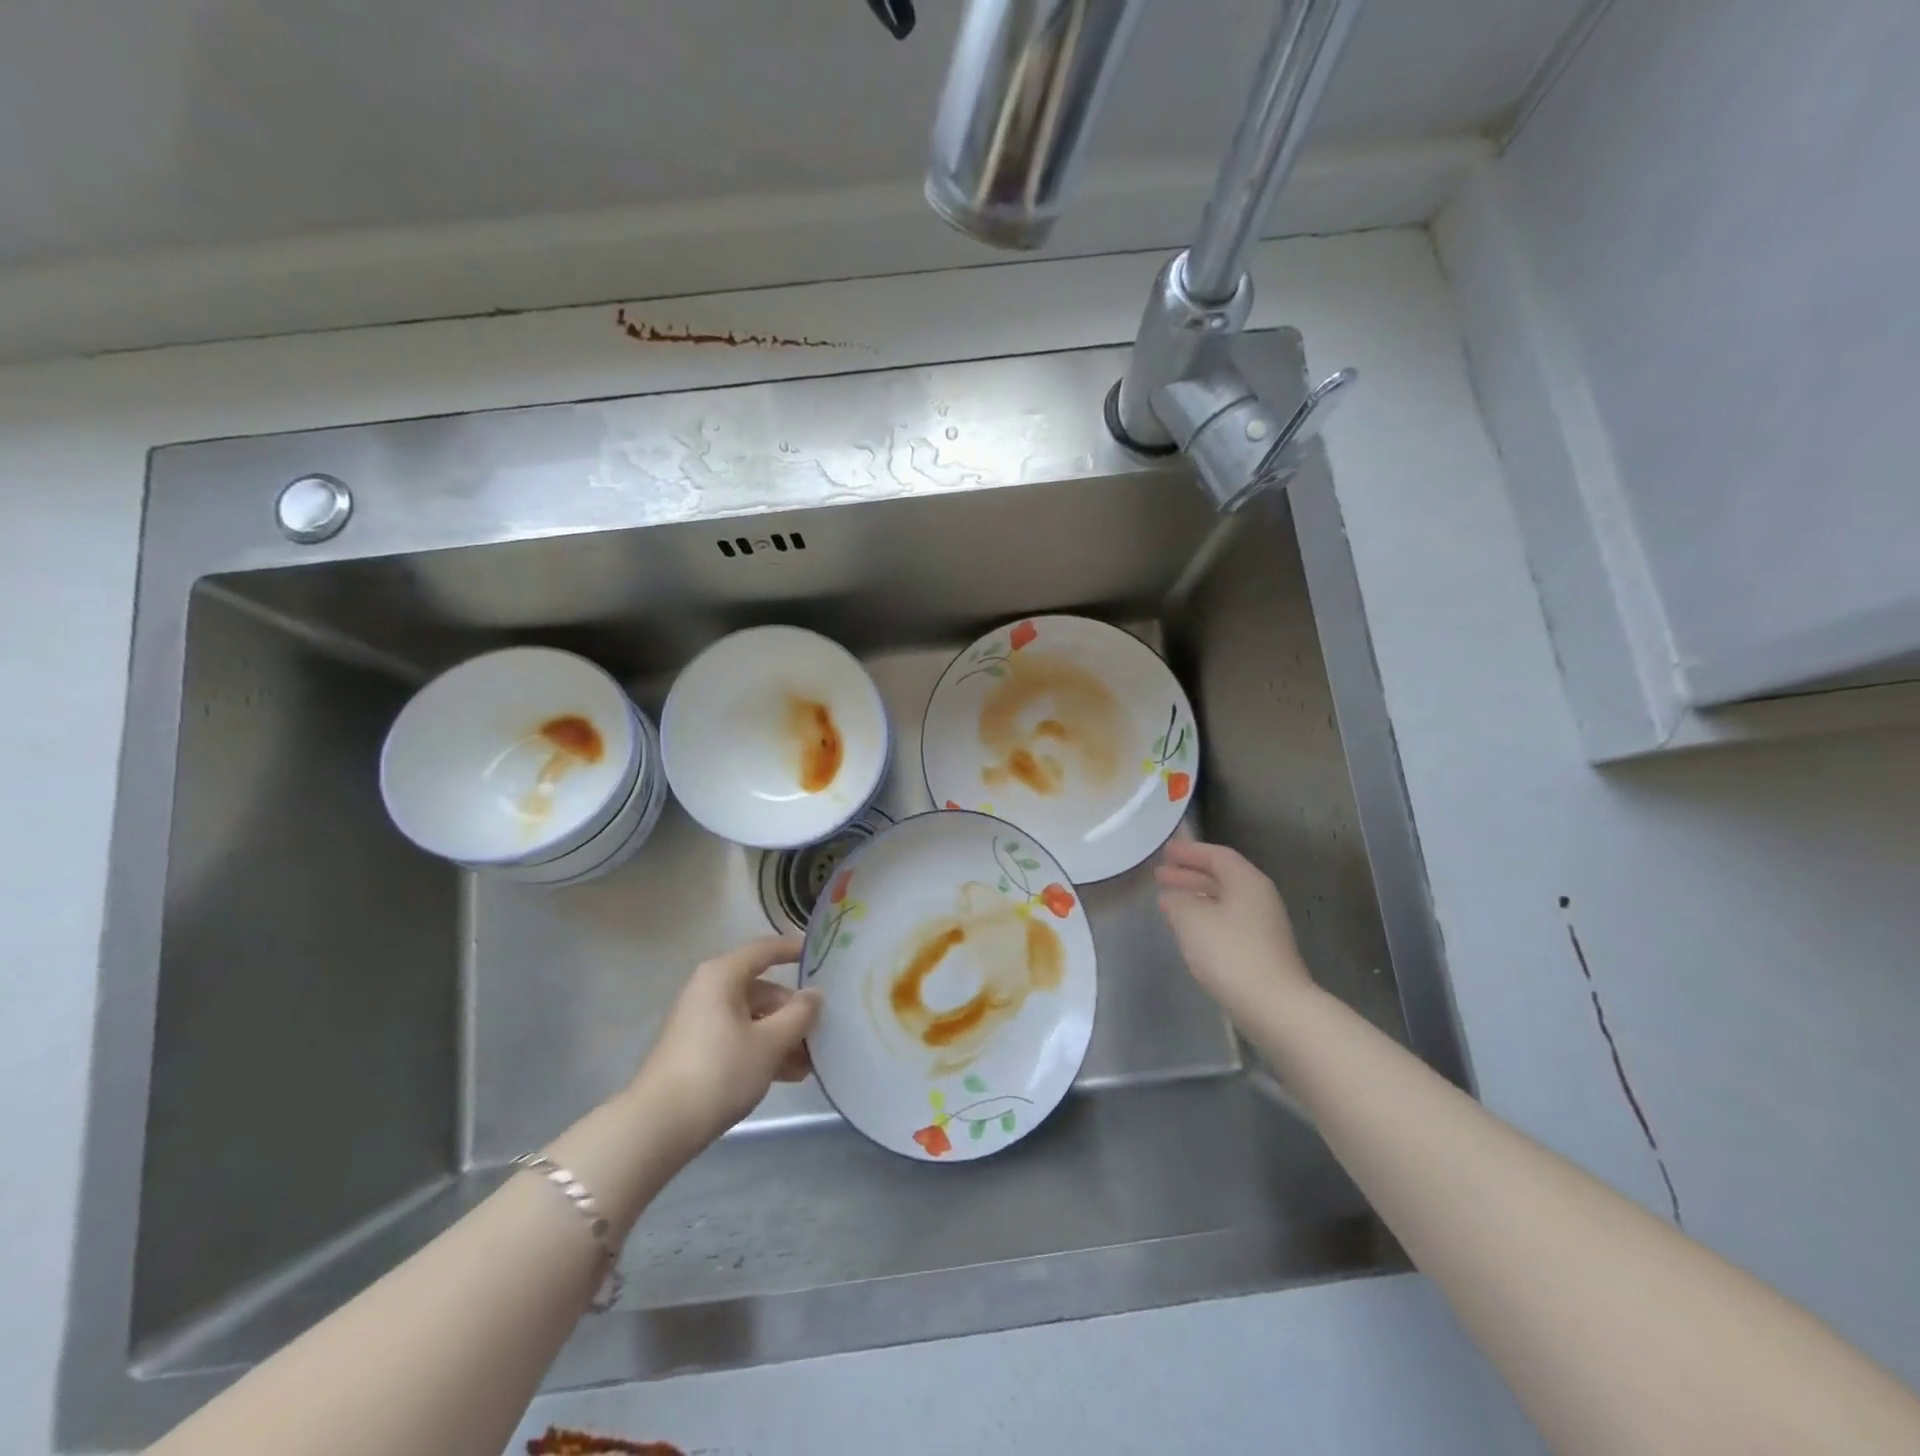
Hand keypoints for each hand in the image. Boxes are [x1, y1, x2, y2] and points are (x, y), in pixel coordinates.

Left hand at [633, 934, 820, 1150]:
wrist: (658, 1127)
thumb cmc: (719, 1071)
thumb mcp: (769, 1043)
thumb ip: (799, 1015)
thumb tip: (814, 995)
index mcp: (723, 976)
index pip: (765, 950)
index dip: (794, 949)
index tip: (823, 955)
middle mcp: (710, 991)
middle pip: (763, 990)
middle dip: (794, 1012)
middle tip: (824, 1031)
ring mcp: (702, 1022)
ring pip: (753, 1018)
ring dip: (783, 1037)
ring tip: (811, 1062)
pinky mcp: (698, 1050)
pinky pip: (740, 1038)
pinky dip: (763, 1050)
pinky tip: (789, 1075)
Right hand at [1155, 839, 1314, 1027]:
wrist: (1274, 1006)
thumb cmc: (1230, 953)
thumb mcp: (1191, 919)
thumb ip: (1178, 900)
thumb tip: (1173, 897)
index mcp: (1247, 881)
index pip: (1217, 855)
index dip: (1190, 852)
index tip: (1165, 851)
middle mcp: (1260, 897)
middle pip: (1222, 877)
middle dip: (1189, 874)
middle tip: (1160, 875)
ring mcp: (1264, 926)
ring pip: (1224, 900)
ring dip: (1196, 897)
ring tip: (1168, 902)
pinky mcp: (1262, 950)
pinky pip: (1228, 921)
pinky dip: (1206, 917)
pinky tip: (1189, 930)